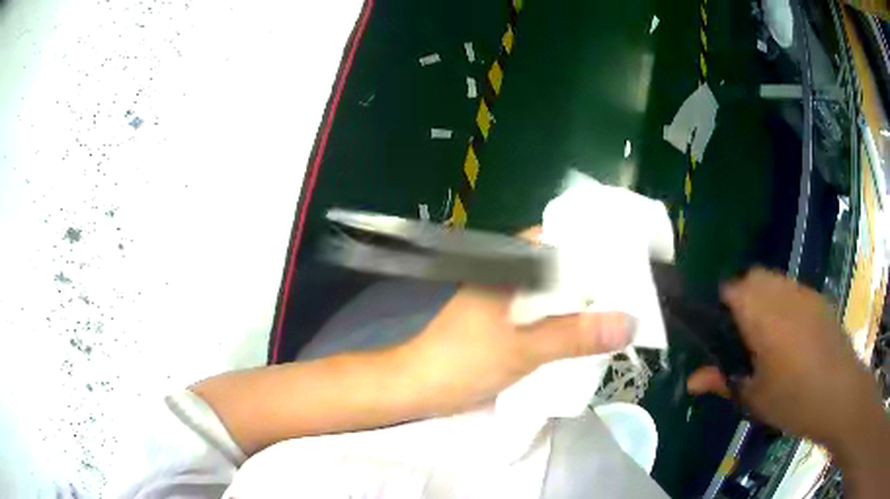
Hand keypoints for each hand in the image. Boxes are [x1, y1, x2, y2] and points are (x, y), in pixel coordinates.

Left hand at [393, 227, 632, 415]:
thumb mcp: (524, 349)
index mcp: (507, 264)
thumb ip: (575, 336)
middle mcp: (509, 275)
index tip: (629, 256)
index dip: (594, 243)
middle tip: (634, 287)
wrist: (418, 388)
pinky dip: (566, 320)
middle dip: (595, 277)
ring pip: (554, 293)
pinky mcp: (506, 324)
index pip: (558, 237)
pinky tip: (588, 331)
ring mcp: (507, 300)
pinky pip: (545, 314)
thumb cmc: (462, 361)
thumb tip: (629, 323)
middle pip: (561, 267)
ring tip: (621, 307)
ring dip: (582, 302)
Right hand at [687, 268, 883, 448]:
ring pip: (774, 279)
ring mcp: (804, 293)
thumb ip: (723, 382)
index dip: (720, 305)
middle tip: (742, 335)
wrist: (840, 394)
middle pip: (754, 276)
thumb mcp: (755, 398)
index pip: (732, 289)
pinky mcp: (819, 299)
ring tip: (767, 335)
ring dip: (764, 296)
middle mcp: (783, 294)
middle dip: (742, 296)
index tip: (718, 330)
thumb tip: (691, 381)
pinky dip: (784, 301)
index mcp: (763, 317)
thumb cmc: (794, 401)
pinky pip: (793, 289)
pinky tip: (792, 335)